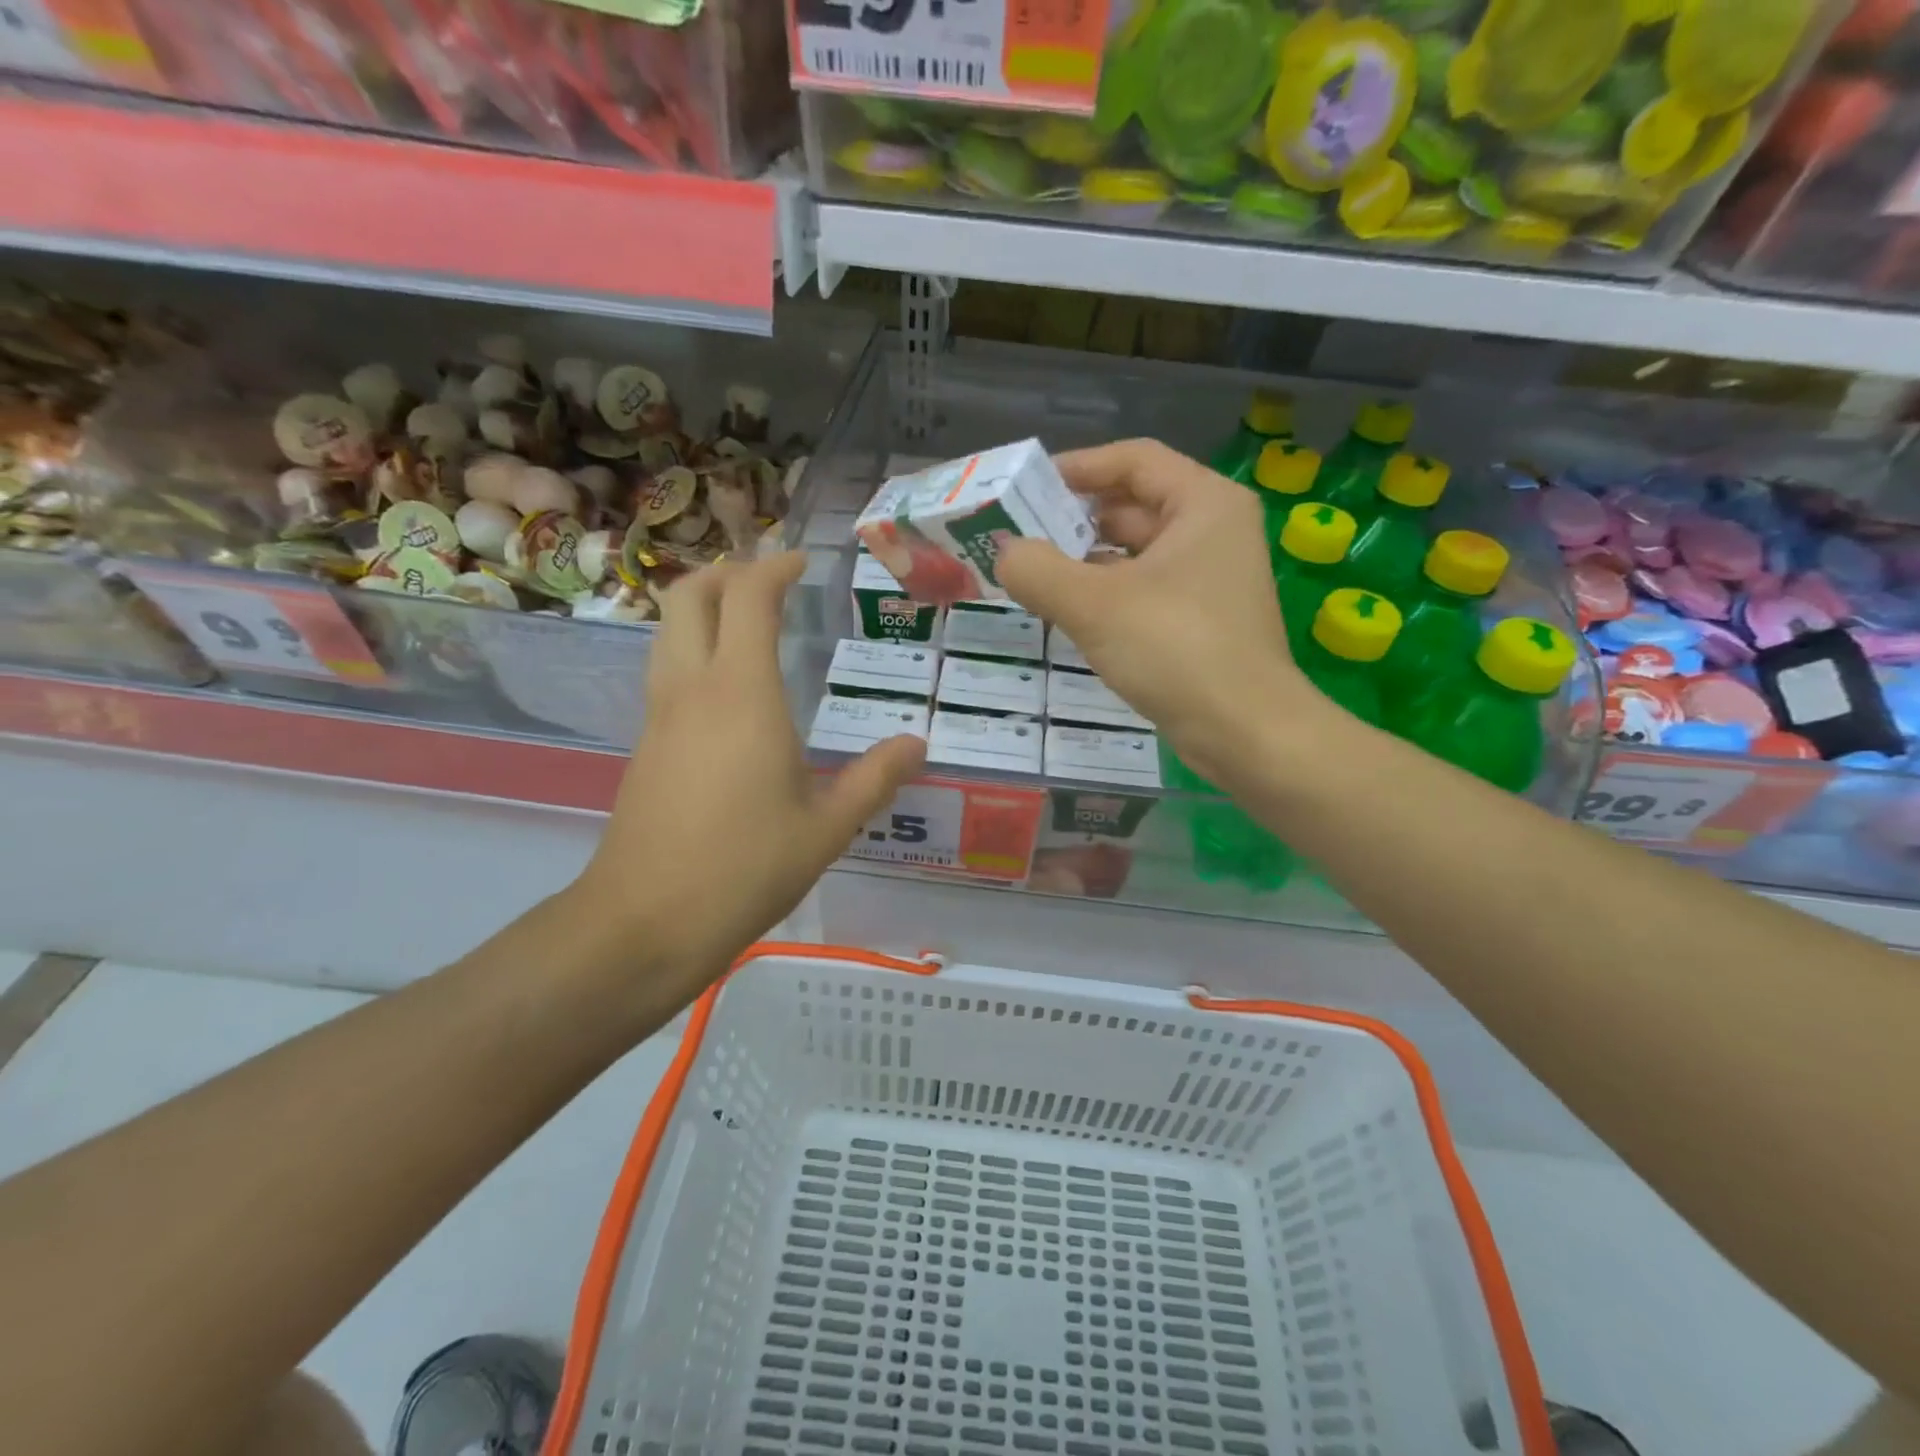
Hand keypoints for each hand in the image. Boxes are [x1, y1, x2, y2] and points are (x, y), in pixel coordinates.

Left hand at [579, 553, 925, 982]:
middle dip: (728, 572)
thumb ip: (875, 778)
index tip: (803, 564)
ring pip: (669, 629)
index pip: (749, 597)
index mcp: (742, 693)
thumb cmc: (745, 867)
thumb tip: (916, 745)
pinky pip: (666, 669)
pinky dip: (694, 649)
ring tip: (750, 624)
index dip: (775, 567)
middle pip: (690, 594)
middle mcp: (693, 688)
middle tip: (771, 584)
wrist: (645, 921)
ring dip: (704, 607)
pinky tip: (730, 691)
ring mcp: (660, 715)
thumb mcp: (827, 828)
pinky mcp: (646, 744)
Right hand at [998, 439, 1336, 784]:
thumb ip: (1037, 570)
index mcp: (1204, 503)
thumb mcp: (1094, 605)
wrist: (1246, 733)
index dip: (1077, 467)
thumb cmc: (1177, 651)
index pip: (1134, 460)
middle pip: (1132, 505)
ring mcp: (1210, 578)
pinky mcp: (1201, 620)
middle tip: (1017, 537)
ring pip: (1135, 553)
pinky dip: (1105, 594)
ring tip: (1031, 576)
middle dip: (1073, 520)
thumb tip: (1003, 553)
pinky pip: (1143, 590)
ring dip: (1084, 562)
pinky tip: (1066, 613)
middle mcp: (1213, 530)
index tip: (1026, 487)